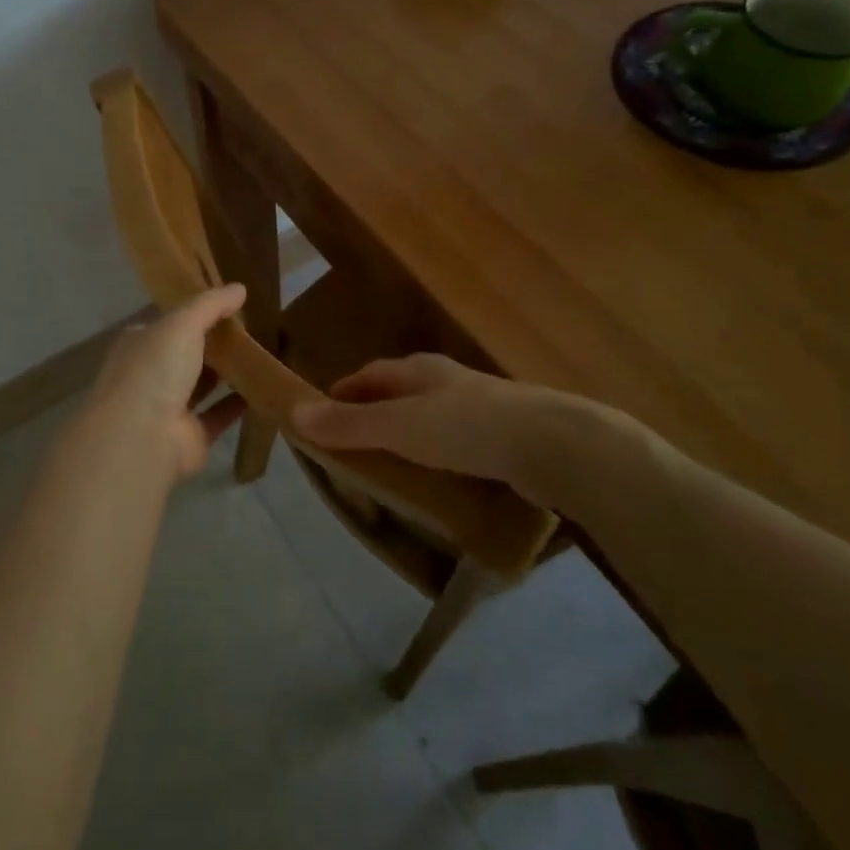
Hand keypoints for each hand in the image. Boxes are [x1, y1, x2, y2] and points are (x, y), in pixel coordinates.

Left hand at [73, 284, 249, 481]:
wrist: (142, 437)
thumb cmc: (154, 370)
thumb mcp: (182, 324)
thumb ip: (210, 305)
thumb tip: (240, 288)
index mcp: (140, 343)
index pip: (169, 323)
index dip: (196, 313)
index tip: (229, 305)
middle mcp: (151, 374)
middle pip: (188, 354)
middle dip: (215, 343)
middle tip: (255, 328)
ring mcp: (169, 407)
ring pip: (203, 385)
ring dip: (229, 373)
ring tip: (265, 354)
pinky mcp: (191, 435)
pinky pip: (219, 414)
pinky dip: (239, 404)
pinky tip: (266, 388)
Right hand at [290, 353, 648, 510]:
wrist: (555, 444)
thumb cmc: (468, 428)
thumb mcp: (400, 427)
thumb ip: (350, 424)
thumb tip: (294, 412)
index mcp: (418, 370)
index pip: (370, 374)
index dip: (344, 392)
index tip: (322, 415)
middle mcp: (446, 381)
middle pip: (398, 393)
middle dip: (373, 413)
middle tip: (352, 447)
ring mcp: (478, 407)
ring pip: (429, 417)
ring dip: (406, 435)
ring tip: (390, 466)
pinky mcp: (502, 435)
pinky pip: (456, 441)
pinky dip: (436, 454)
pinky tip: (437, 479)